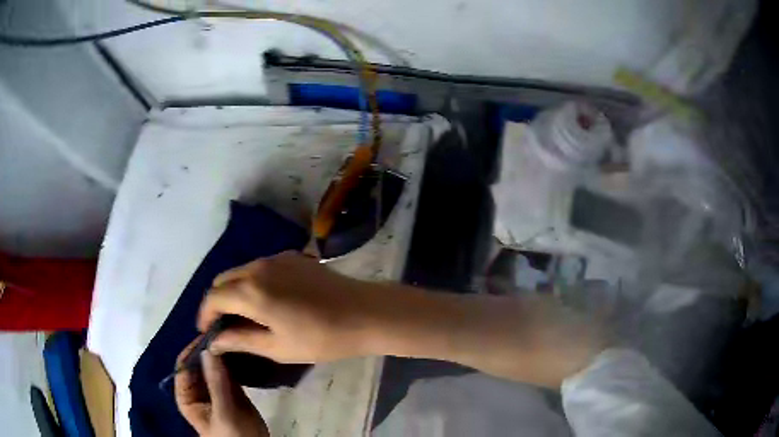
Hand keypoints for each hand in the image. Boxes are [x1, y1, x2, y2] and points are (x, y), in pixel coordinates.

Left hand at [175, 338, 268, 436]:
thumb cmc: (233, 436)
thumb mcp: (224, 412)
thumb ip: (216, 383)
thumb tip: (209, 350)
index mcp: (187, 395)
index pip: (184, 366)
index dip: (194, 350)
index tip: (210, 334)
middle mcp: (198, 389)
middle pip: (200, 363)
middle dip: (210, 349)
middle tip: (226, 331)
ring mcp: (215, 389)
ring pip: (215, 366)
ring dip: (223, 354)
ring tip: (235, 337)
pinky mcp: (232, 390)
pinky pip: (230, 372)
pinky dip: (234, 362)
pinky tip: (242, 351)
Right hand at [198, 251, 376, 362]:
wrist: (365, 313)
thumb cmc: (321, 338)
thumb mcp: (277, 347)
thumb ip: (240, 340)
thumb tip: (214, 341)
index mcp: (251, 291)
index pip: (213, 297)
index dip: (205, 315)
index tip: (208, 332)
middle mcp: (258, 266)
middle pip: (223, 280)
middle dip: (217, 302)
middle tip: (225, 326)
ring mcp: (276, 258)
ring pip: (241, 271)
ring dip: (235, 291)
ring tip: (244, 315)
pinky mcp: (293, 256)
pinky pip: (261, 267)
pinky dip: (253, 282)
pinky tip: (267, 301)